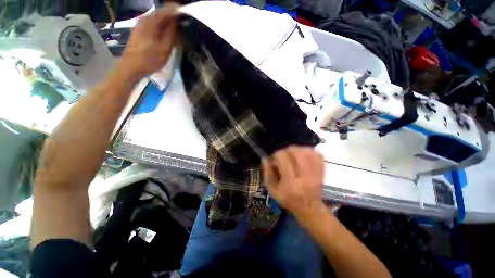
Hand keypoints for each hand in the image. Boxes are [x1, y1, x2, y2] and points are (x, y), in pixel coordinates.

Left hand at [120, 4, 178, 78]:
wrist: (131, 67)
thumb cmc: (149, 60)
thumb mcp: (164, 49)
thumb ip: (171, 34)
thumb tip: (175, 22)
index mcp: (151, 22)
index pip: (166, 10)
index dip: (177, 11)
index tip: (186, 14)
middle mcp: (144, 19)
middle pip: (161, 13)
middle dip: (173, 16)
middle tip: (183, 22)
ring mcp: (140, 24)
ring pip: (157, 18)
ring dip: (167, 21)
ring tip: (177, 27)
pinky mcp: (139, 30)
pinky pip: (153, 24)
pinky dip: (161, 26)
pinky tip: (167, 32)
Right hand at [262, 146, 324, 217]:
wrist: (309, 208)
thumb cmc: (288, 199)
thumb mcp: (273, 190)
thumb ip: (267, 173)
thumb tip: (265, 158)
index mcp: (291, 183)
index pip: (284, 159)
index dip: (277, 155)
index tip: (274, 159)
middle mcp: (305, 177)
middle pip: (297, 153)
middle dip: (287, 150)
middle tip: (283, 156)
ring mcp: (316, 174)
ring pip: (307, 152)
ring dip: (297, 150)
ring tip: (292, 155)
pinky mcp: (322, 171)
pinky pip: (317, 154)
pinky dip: (308, 151)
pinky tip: (302, 155)